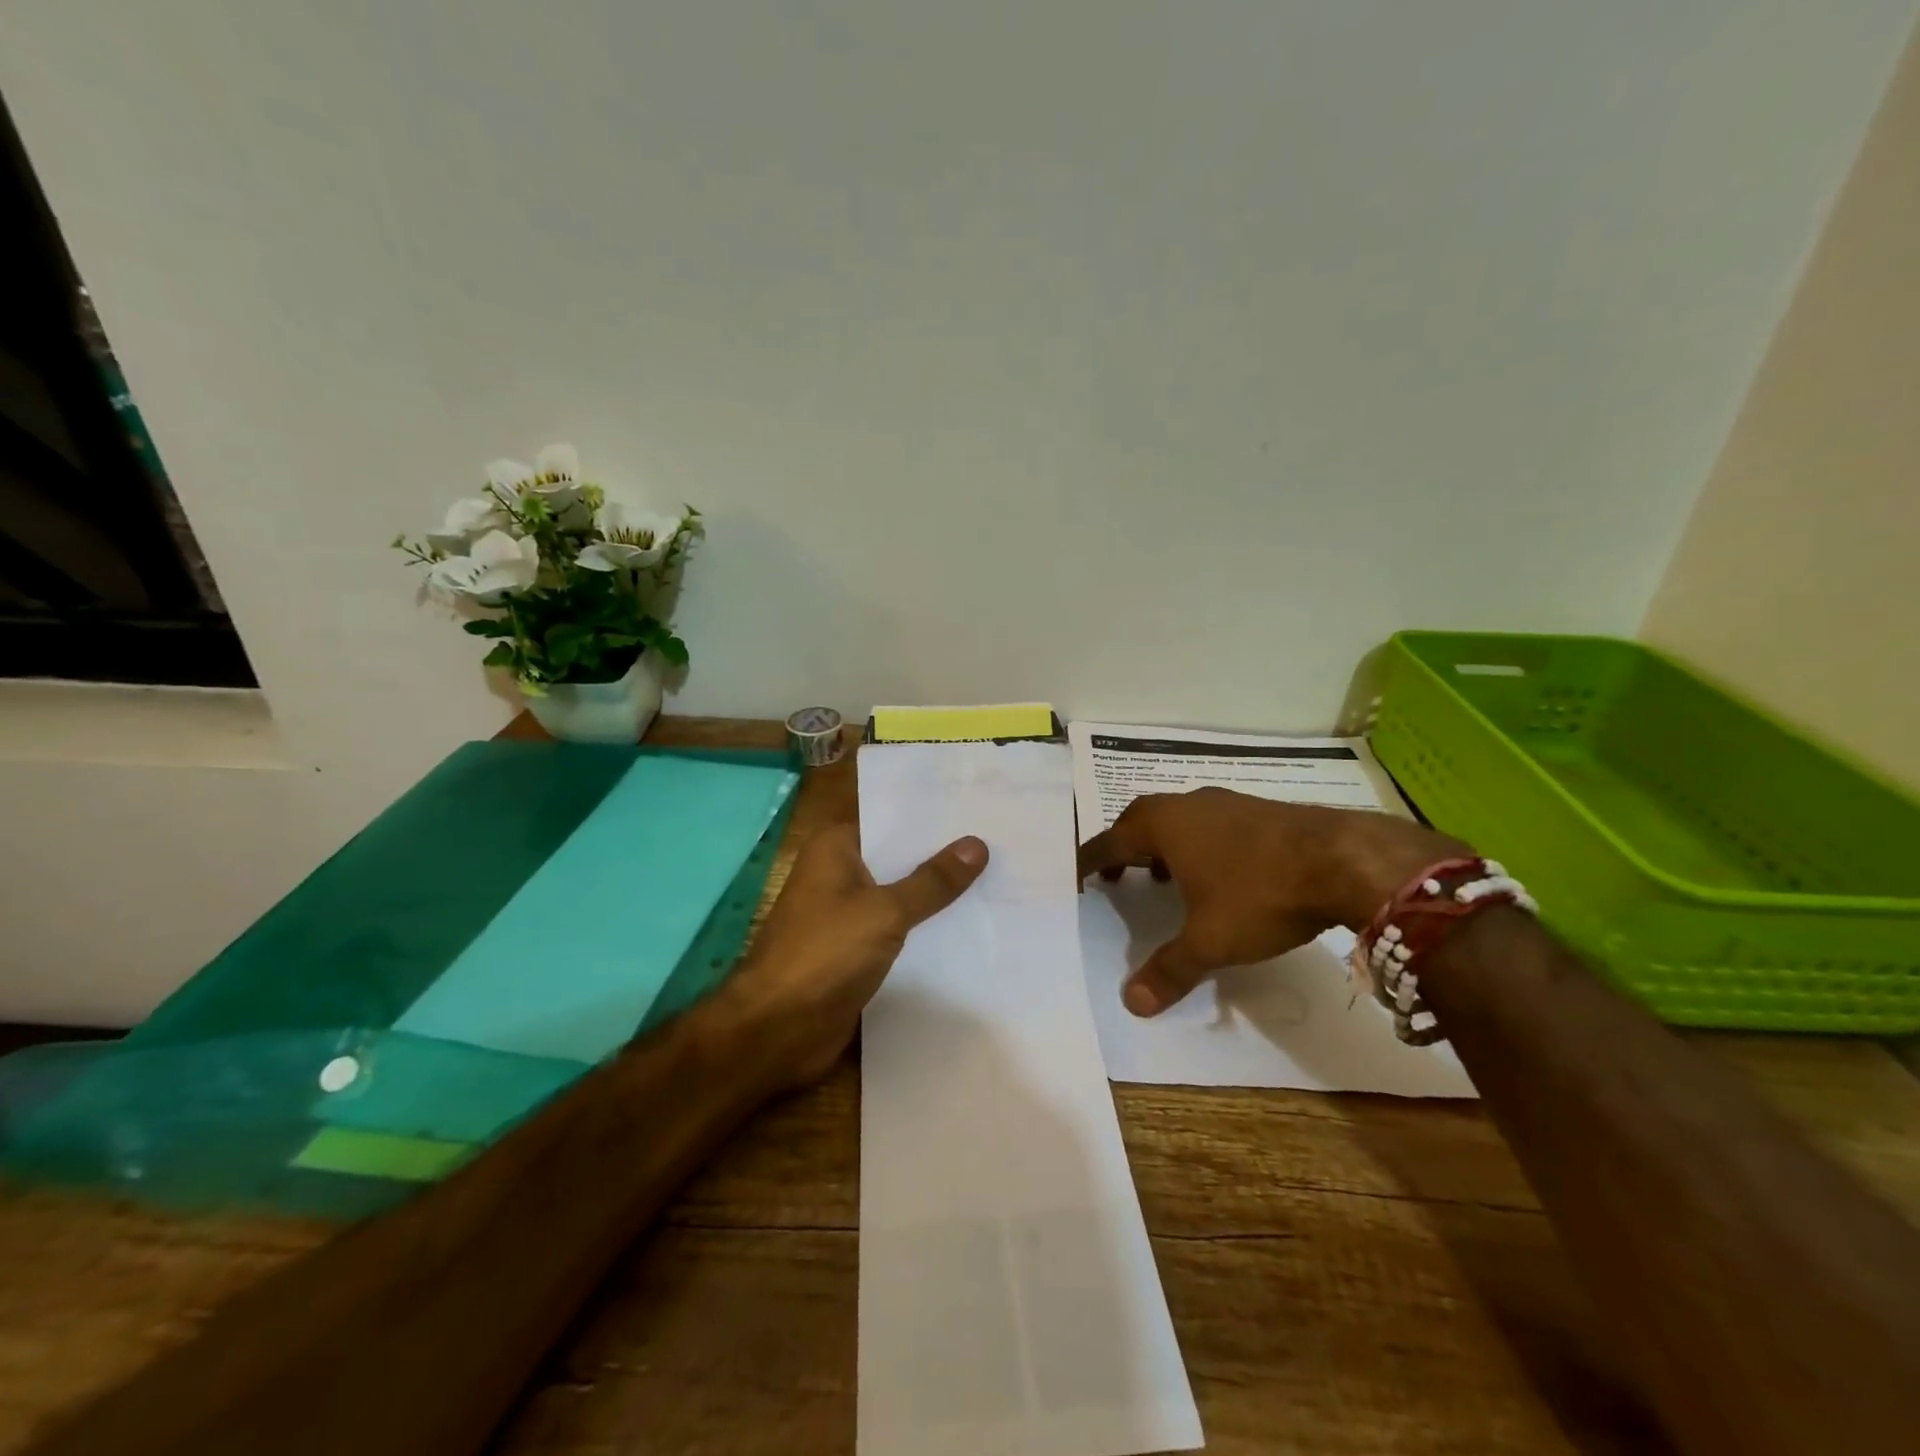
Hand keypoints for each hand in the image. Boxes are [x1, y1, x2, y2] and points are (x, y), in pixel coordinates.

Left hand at [715, 824, 987, 1089]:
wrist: (776, 1029)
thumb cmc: (825, 954)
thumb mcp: (886, 911)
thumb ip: (932, 881)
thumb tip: (976, 844)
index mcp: (834, 848)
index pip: (891, 821)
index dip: (933, 818)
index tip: (979, 810)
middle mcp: (838, 874)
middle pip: (898, 858)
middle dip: (942, 857)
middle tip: (1000, 843)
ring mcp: (845, 914)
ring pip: (900, 895)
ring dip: (936, 895)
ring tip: (996, 880)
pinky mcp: (854, 951)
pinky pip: (896, 930)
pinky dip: (924, 928)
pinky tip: (968, 926)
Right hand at [1076, 788, 1463, 1016]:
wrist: (1343, 860)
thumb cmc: (1260, 895)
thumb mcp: (1210, 940)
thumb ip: (1169, 969)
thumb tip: (1130, 1003)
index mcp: (1164, 826)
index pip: (1110, 841)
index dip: (1090, 861)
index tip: (1077, 877)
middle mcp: (1188, 806)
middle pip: (1140, 820)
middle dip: (1124, 847)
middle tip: (1116, 876)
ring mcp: (1226, 803)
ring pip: (1178, 818)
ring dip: (1162, 844)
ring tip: (1163, 876)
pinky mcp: (1259, 810)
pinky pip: (1209, 823)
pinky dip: (1196, 844)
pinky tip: (1216, 872)